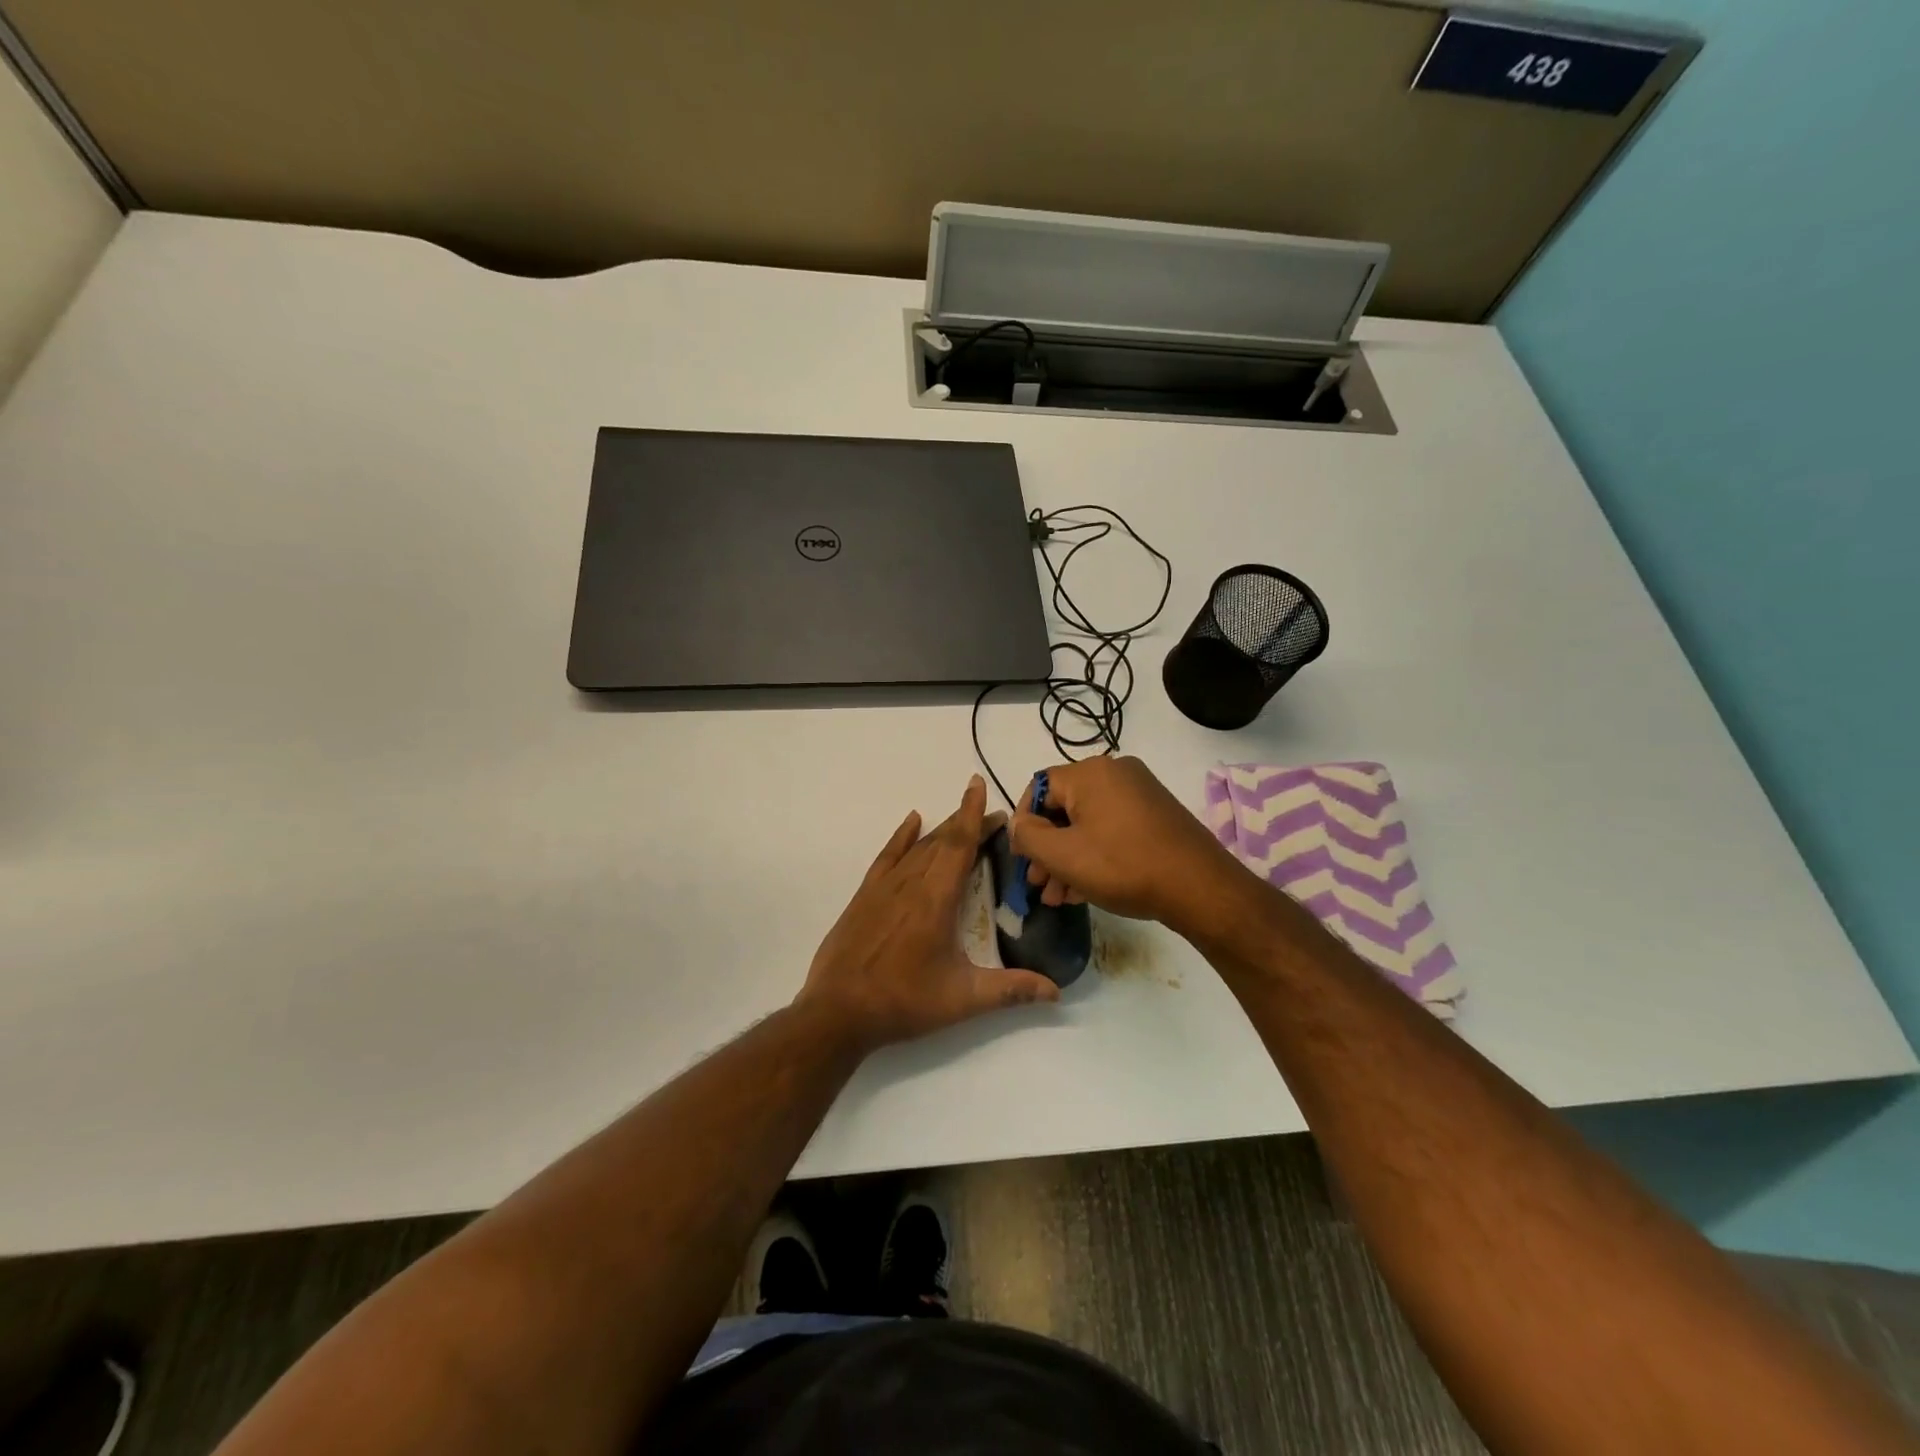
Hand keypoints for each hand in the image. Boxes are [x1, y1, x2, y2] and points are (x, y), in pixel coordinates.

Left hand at [796, 775, 1060, 1053]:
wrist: (838, 1011)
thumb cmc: (903, 1002)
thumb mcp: (962, 1000)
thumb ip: (1010, 990)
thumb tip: (1056, 992)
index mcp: (936, 900)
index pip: (959, 846)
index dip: (973, 815)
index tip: (980, 786)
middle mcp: (911, 883)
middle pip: (943, 842)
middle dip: (968, 824)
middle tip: (994, 818)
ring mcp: (884, 887)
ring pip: (918, 847)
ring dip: (942, 831)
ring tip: (962, 821)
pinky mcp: (864, 896)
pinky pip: (887, 856)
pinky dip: (902, 837)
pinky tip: (912, 822)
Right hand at [1008, 756, 1251, 936]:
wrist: (1199, 887)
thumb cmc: (1122, 866)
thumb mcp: (1062, 855)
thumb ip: (1027, 835)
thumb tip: (1018, 824)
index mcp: (1090, 772)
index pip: (1038, 788)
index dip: (1023, 824)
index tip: (1022, 859)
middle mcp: (1115, 772)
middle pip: (1064, 809)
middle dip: (1046, 849)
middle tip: (1039, 885)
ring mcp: (1140, 793)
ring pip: (1087, 824)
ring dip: (1068, 859)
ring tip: (1059, 898)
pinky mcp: (1156, 815)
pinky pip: (1111, 829)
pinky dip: (1094, 855)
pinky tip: (1084, 891)